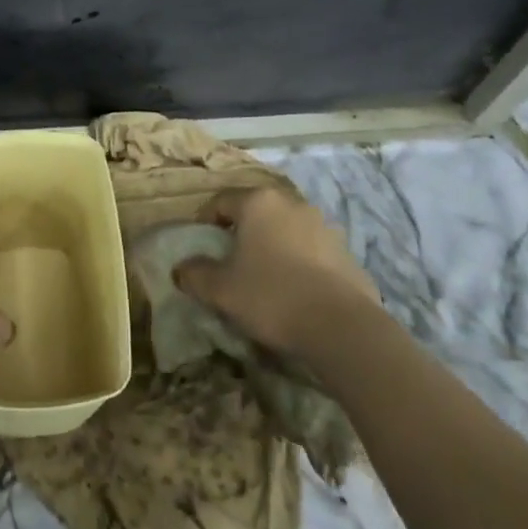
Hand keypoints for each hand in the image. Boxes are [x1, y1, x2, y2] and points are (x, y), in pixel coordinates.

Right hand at [173, 188, 379, 357]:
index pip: (221, 201)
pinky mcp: (346, 252)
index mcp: (258, 202)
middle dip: (242, 232)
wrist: (343, 327)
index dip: (206, 221)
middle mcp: (291, 203)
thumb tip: (180, 269)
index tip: (201, 245)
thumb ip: (195, 275)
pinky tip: (297, 292)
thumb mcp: (221, 290)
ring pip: (286, 230)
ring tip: (267, 278)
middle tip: (232, 261)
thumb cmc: (272, 296)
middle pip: (256, 212)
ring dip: (273, 246)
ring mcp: (323, 226)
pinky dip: (300, 263)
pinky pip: (312, 251)